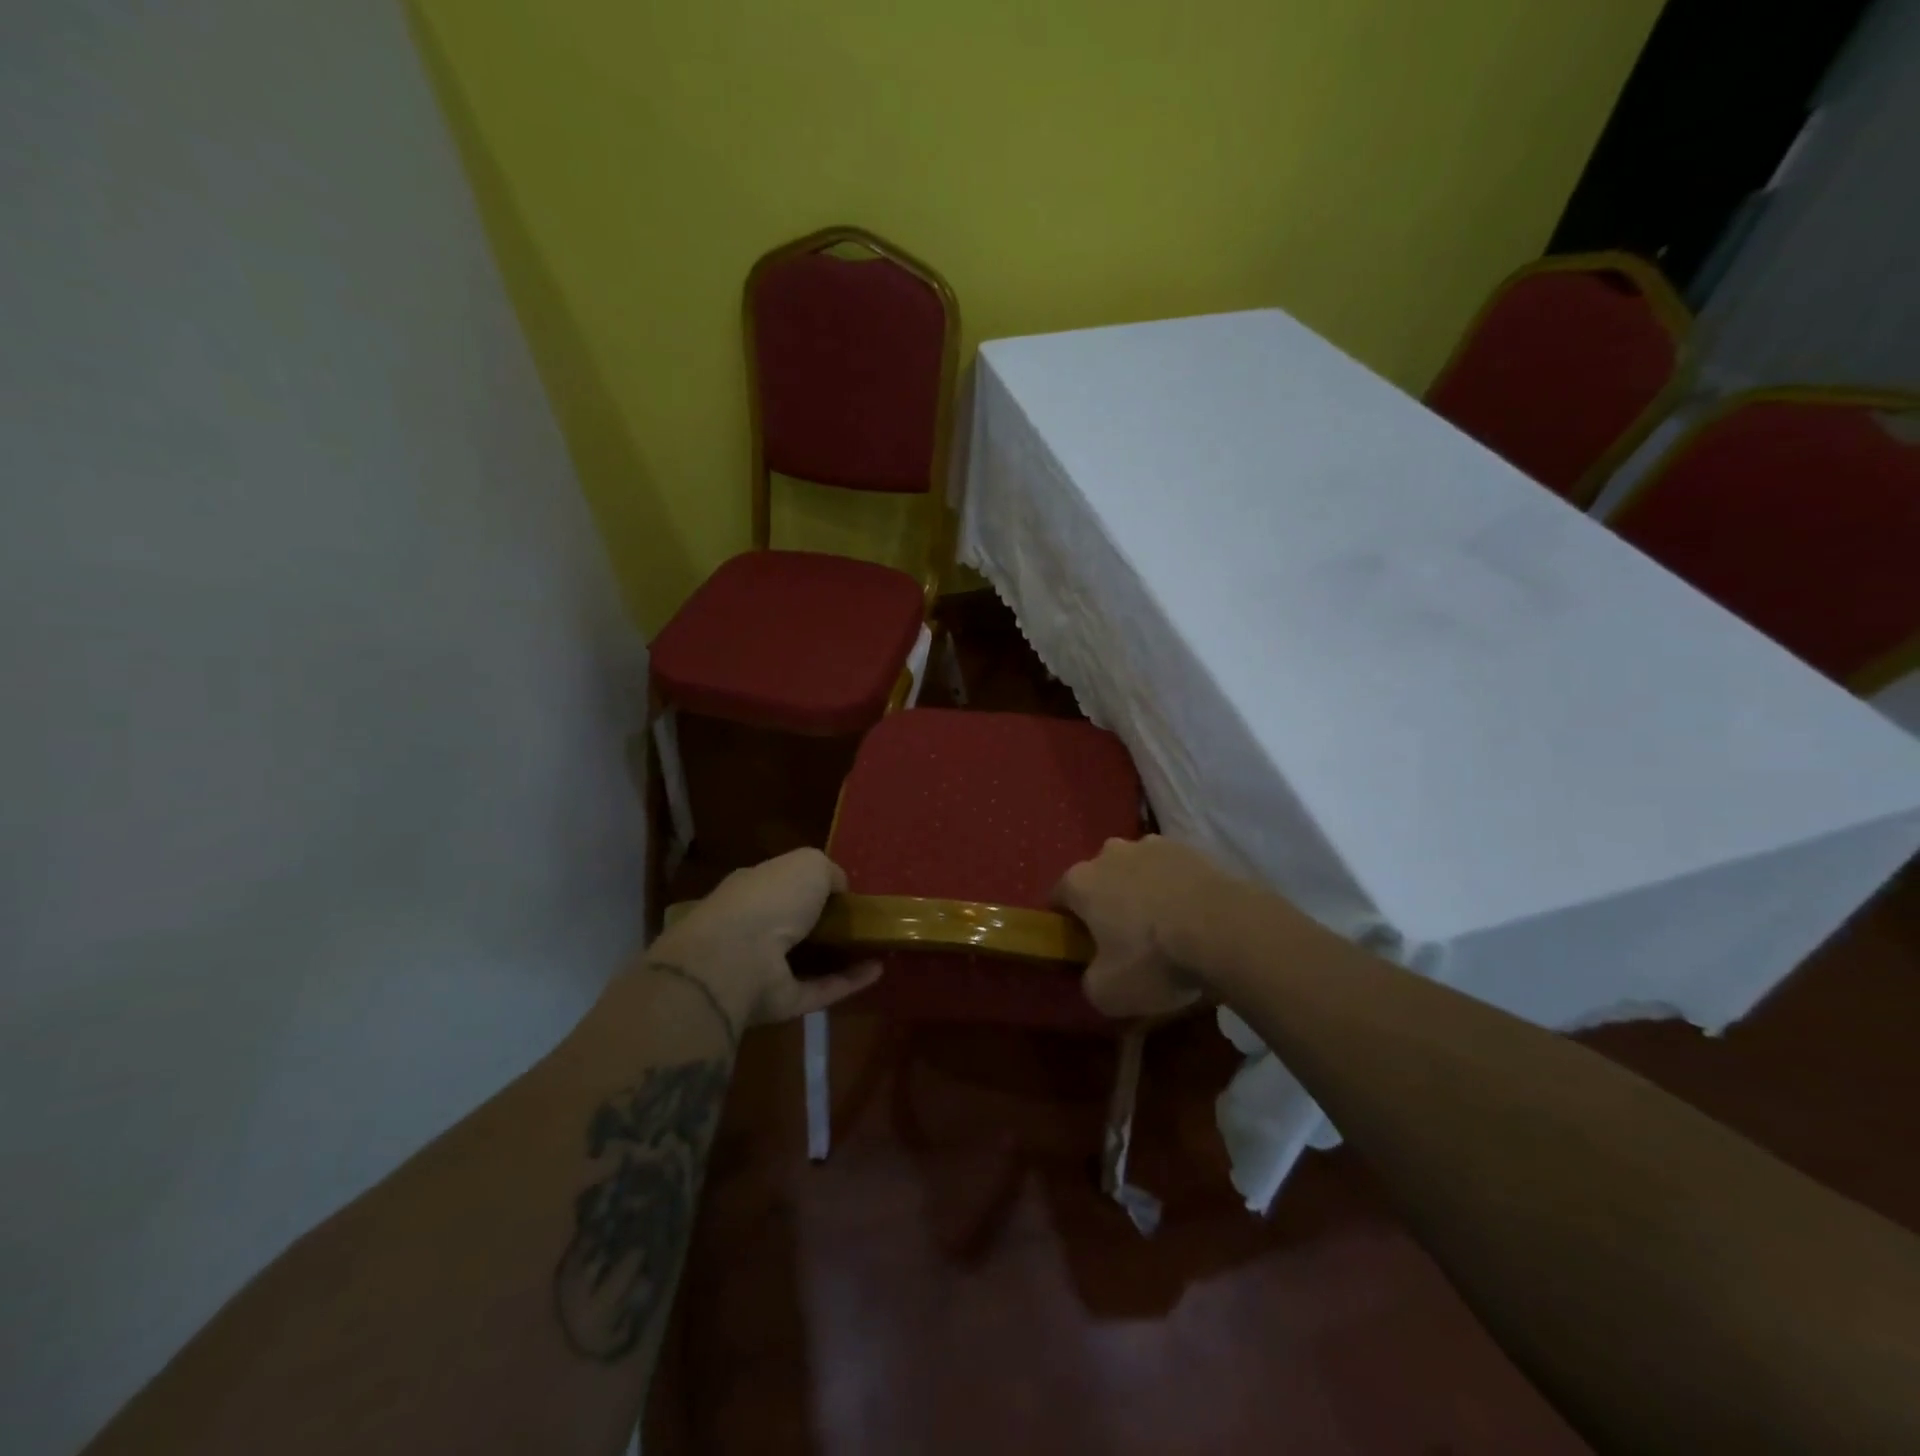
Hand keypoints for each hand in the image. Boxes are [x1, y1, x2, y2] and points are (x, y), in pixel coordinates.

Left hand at [650, 849, 880, 1028]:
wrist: (738, 957)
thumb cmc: (772, 897)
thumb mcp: (809, 864)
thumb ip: (828, 872)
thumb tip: (839, 888)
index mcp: (753, 889)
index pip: (782, 885)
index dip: (811, 886)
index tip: (844, 892)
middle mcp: (755, 927)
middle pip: (793, 925)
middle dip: (825, 924)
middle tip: (863, 922)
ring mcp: (764, 968)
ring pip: (807, 961)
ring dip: (840, 956)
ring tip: (878, 948)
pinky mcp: (779, 1002)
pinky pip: (819, 989)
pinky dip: (848, 982)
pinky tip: (878, 971)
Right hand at [1052, 836, 1235, 1017]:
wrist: (1225, 929)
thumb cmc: (1154, 959)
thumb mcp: (1108, 993)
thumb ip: (1090, 981)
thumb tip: (1095, 975)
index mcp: (1080, 881)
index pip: (1058, 897)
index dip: (1067, 922)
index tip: (1082, 945)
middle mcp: (1110, 853)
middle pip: (1099, 878)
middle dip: (1106, 902)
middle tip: (1124, 938)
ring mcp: (1152, 845)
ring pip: (1136, 870)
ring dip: (1142, 891)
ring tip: (1164, 926)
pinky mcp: (1190, 848)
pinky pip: (1171, 871)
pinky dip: (1175, 888)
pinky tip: (1192, 916)